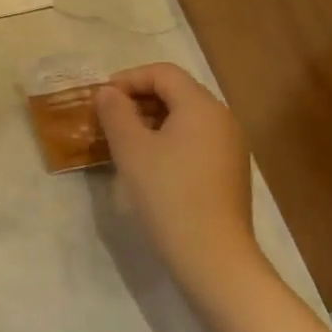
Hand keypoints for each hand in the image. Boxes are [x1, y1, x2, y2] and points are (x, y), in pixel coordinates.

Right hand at [95, 63, 268, 313]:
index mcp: (201, 106)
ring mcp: (230, 147)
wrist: (213, 258)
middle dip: (139, 99)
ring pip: (186, 118)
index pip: (162, 73)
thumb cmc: (168, 194)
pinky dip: (169, 140)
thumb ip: (115, 112)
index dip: (128, 78)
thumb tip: (108, 93)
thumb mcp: (131, 149)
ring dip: (152, 121)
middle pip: (177, 92)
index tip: (101, 99)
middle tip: (108, 119)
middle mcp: (222, 119)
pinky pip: (195, 140)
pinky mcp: (230, 172)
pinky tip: (149, 165)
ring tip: (123, 142)